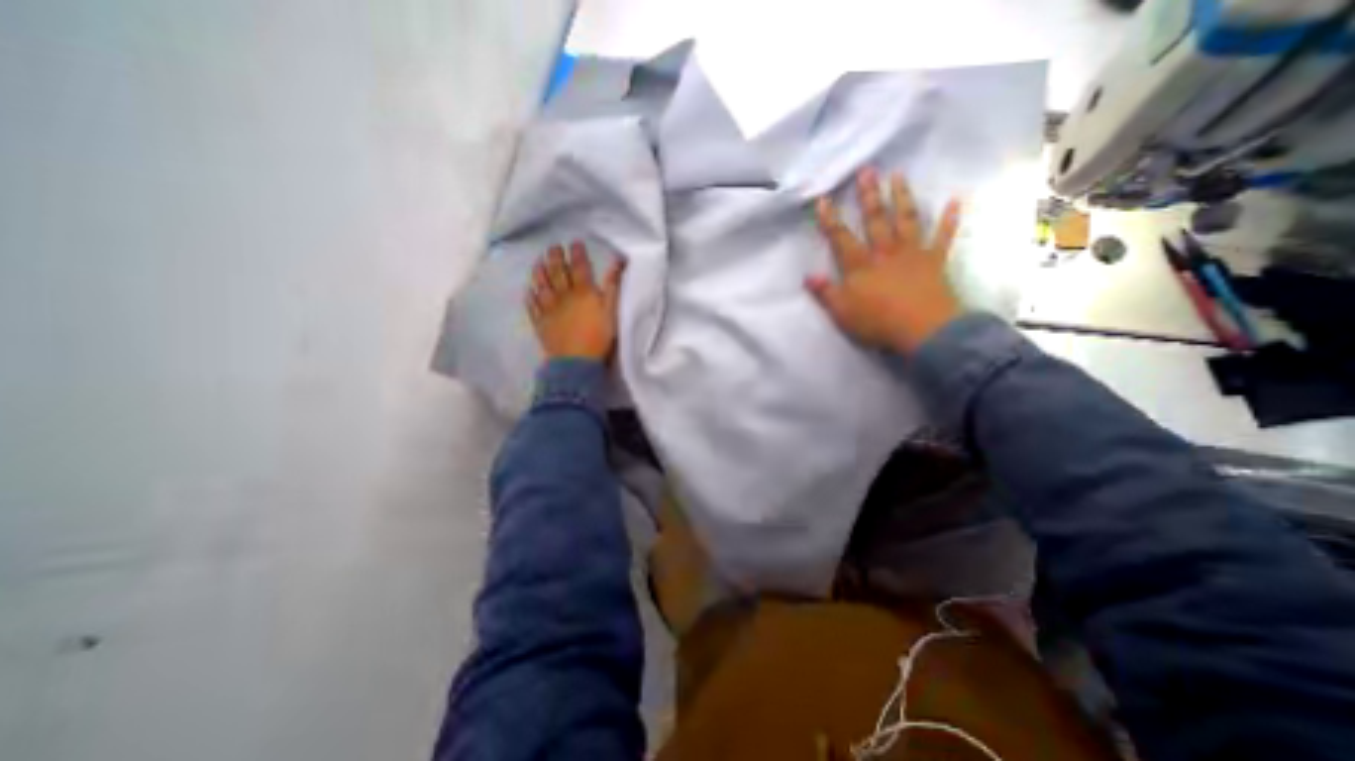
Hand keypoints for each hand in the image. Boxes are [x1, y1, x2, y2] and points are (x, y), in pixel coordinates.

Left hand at [527, 244, 626, 362]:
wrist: (576, 361)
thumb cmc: (598, 336)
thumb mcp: (611, 311)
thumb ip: (613, 286)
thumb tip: (618, 262)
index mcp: (582, 292)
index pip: (579, 267)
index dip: (577, 254)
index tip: (575, 243)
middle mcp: (563, 296)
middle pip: (557, 272)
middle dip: (555, 257)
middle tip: (553, 247)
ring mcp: (549, 309)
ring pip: (542, 286)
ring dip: (539, 272)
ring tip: (538, 262)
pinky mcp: (540, 323)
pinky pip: (532, 306)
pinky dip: (530, 297)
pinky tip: (529, 291)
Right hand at [803, 165, 963, 351]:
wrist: (924, 329)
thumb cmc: (878, 322)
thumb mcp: (842, 312)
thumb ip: (825, 293)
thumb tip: (807, 276)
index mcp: (860, 265)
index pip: (841, 238)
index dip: (830, 220)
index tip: (823, 199)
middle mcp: (885, 252)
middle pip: (875, 219)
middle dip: (869, 195)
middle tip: (867, 171)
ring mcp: (912, 253)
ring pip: (906, 220)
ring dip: (902, 196)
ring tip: (898, 175)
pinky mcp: (935, 260)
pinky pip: (943, 236)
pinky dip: (950, 219)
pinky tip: (956, 200)